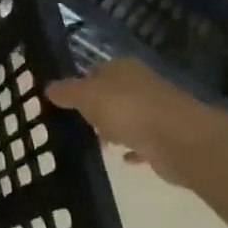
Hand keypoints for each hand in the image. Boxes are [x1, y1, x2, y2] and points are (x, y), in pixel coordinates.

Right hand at [44, 59, 227, 185]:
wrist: (179, 140)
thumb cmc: (128, 110)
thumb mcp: (87, 96)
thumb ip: (67, 92)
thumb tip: (48, 87)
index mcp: (123, 68)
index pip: (95, 70)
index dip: (79, 84)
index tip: (62, 102)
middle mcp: (141, 84)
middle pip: (111, 94)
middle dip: (95, 108)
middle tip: (74, 124)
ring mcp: (156, 110)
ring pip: (127, 117)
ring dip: (114, 128)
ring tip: (96, 143)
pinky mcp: (165, 136)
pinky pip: (142, 142)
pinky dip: (133, 148)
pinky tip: (122, 159)